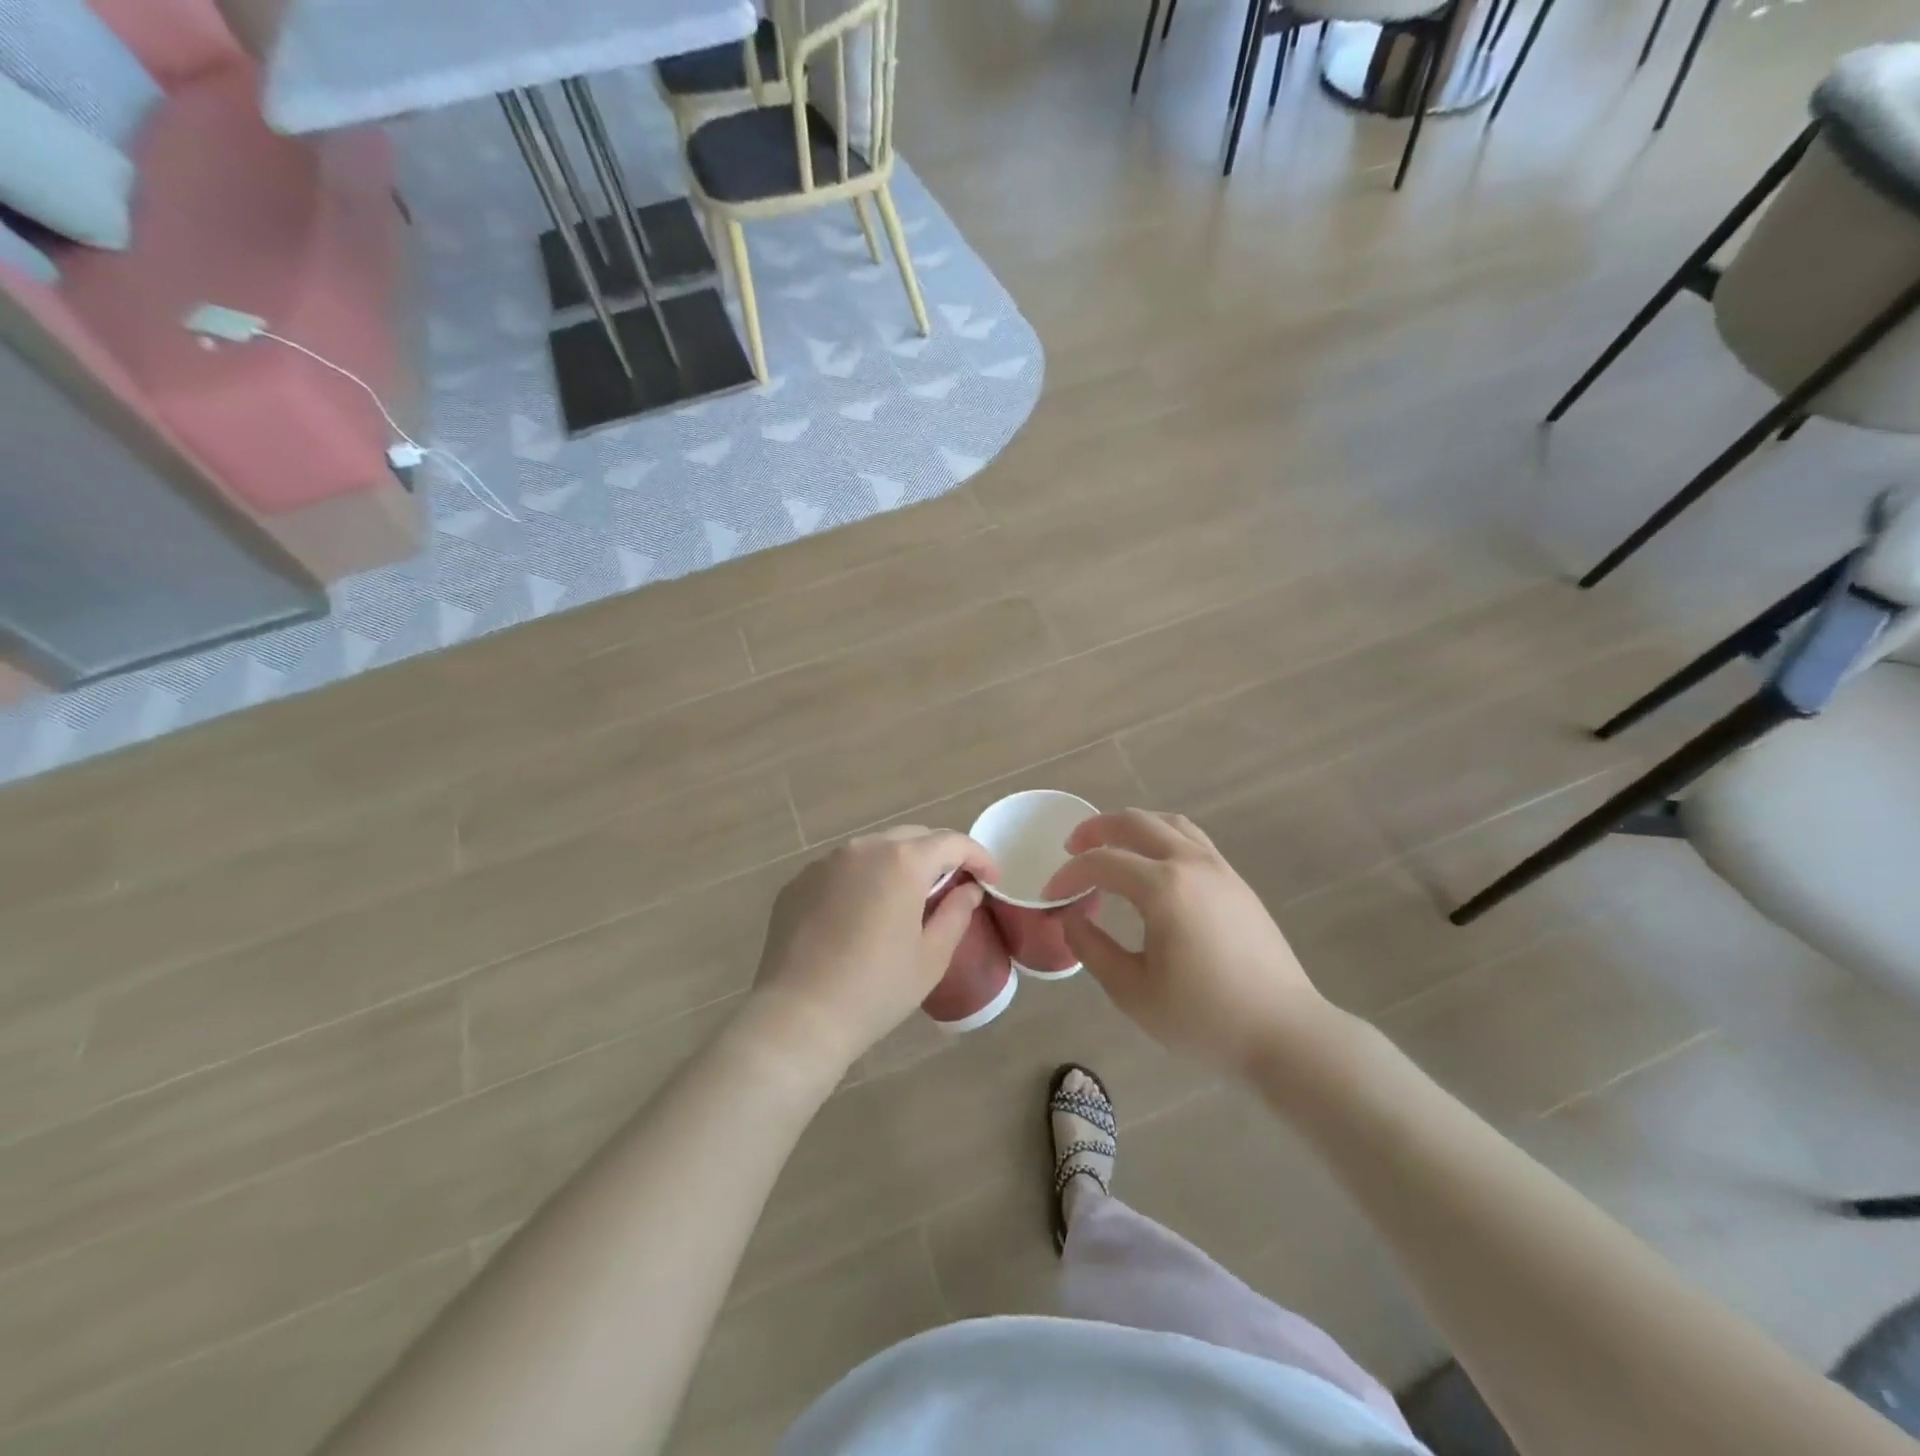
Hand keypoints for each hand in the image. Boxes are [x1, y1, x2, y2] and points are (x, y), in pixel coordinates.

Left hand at [748, 827, 996, 1075]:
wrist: (799, 1017)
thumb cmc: (876, 989)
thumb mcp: (931, 957)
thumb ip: (956, 913)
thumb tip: (969, 889)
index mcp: (902, 862)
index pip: (952, 842)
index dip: (978, 857)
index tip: (991, 879)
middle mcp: (863, 849)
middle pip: (912, 837)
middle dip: (938, 856)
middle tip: (951, 887)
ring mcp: (824, 862)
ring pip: (874, 850)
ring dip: (897, 865)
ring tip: (905, 900)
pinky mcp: (798, 882)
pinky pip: (841, 869)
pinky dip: (861, 880)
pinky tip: (860, 916)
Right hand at [1042, 810, 1331, 1071]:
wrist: (1285, 1034)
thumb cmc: (1205, 1019)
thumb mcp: (1133, 992)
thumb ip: (1093, 948)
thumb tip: (1071, 917)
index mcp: (1164, 888)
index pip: (1102, 863)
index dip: (1069, 875)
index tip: (1050, 895)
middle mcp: (1191, 864)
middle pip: (1135, 823)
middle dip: (1095, 830)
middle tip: (1071, 849)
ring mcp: (1220, 869)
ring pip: (1168, 823)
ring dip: (1131, 826)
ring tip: (1110, 846)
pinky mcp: (1237, 882)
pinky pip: (1192, 839)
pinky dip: (1160, 837)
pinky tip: (1152, 865)